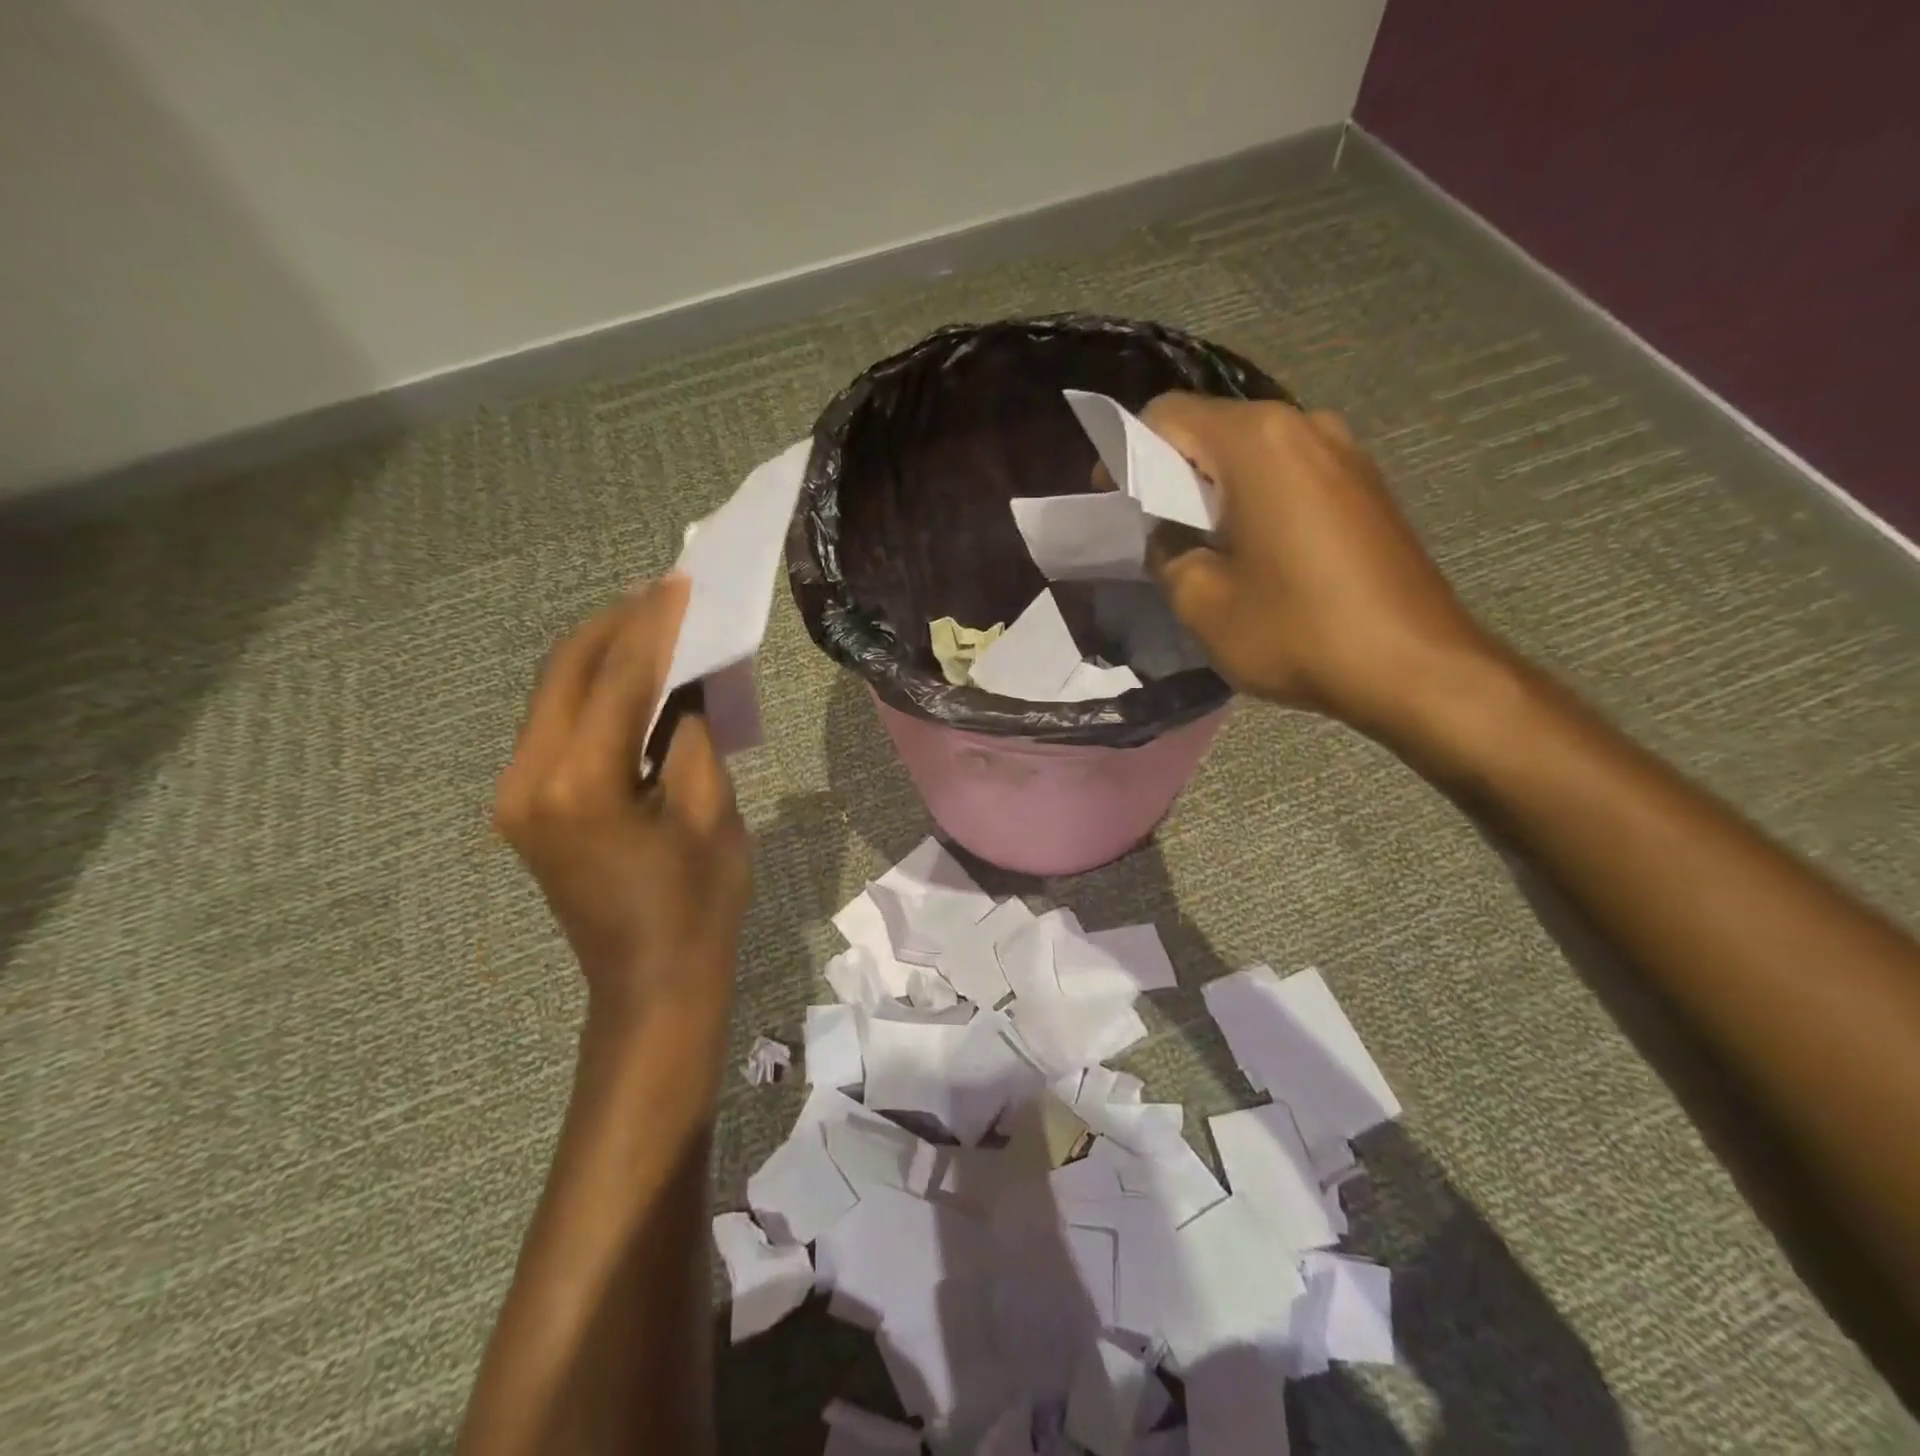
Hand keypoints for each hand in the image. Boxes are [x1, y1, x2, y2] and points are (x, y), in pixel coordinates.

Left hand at [494, 579, 750, 1028]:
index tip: (682, 582)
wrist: (651, 984)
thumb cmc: (697, 904)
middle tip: (667, 592)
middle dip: (619, 624)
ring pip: (555, 692)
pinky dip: (595, 691)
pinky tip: (632, 676)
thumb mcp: (710, 810)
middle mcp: (529, 779)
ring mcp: (518, 792)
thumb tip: (684, 675)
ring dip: (604, 653)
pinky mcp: (527, 803)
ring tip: (654, 621)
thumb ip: (689, 731)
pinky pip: (558, 724)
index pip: (617, 677)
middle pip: (568, 671)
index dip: (654, 624)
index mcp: (581, 784)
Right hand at [1141, 393, 1501, 740]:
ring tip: (1201, 546)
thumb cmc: (1298, 629)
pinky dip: (1255, 499)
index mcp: (1257, 442)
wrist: (1415, 667)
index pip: (1167, 415)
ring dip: (1214, 489)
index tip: (1113, 504)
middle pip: (1212, 429)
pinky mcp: (1365, 486)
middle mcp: (1304, 425)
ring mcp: (1344, 452)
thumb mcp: (1202, 602)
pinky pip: (1290, 474)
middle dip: (1170, 473)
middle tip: (1151, 531)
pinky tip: (1253, 552)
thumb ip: (1167, 553)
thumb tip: (1169, 536)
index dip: (1126, 454)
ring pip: (1252, 453)